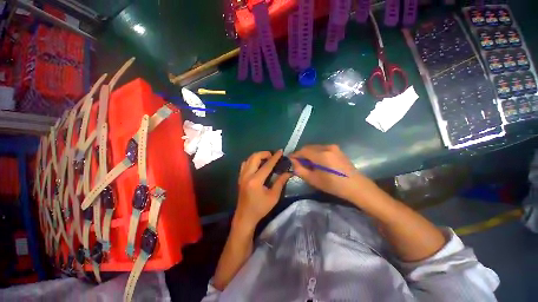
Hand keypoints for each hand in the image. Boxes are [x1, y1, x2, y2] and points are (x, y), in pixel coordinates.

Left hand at [234, 150, 291, 229]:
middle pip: (255, 157)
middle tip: (272, 156)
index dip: (275, 157)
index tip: (280, 151)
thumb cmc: (260, 208)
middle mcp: (247, 175)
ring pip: (249, 159)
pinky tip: (257, 165)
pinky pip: (245, 164)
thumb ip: (280, 182)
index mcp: (256, 181)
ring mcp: (242, 176)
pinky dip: (252, 160)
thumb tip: (288, 172)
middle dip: (265, 153)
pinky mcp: (240, 177)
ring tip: (266, 159)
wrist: (245, 217)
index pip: (267, 165)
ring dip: (258, 156)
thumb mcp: (273, 196)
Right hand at [290, 145, 372, 200]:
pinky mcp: (337, 149)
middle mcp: (326, 147)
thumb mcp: (313, 180)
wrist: (355, 186)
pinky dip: (316, 153)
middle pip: (308, 147)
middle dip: (301, 154)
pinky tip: (317, 162)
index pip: (303, 150)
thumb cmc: (333, 185)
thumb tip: (293, 162)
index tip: (291, 160)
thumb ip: (300, 170)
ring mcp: (333, 147)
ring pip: (315, 147)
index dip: (295, 155)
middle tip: (298, 163)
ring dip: (309, 153)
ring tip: (308, 163)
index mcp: (321, 155)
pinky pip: (321, 148)